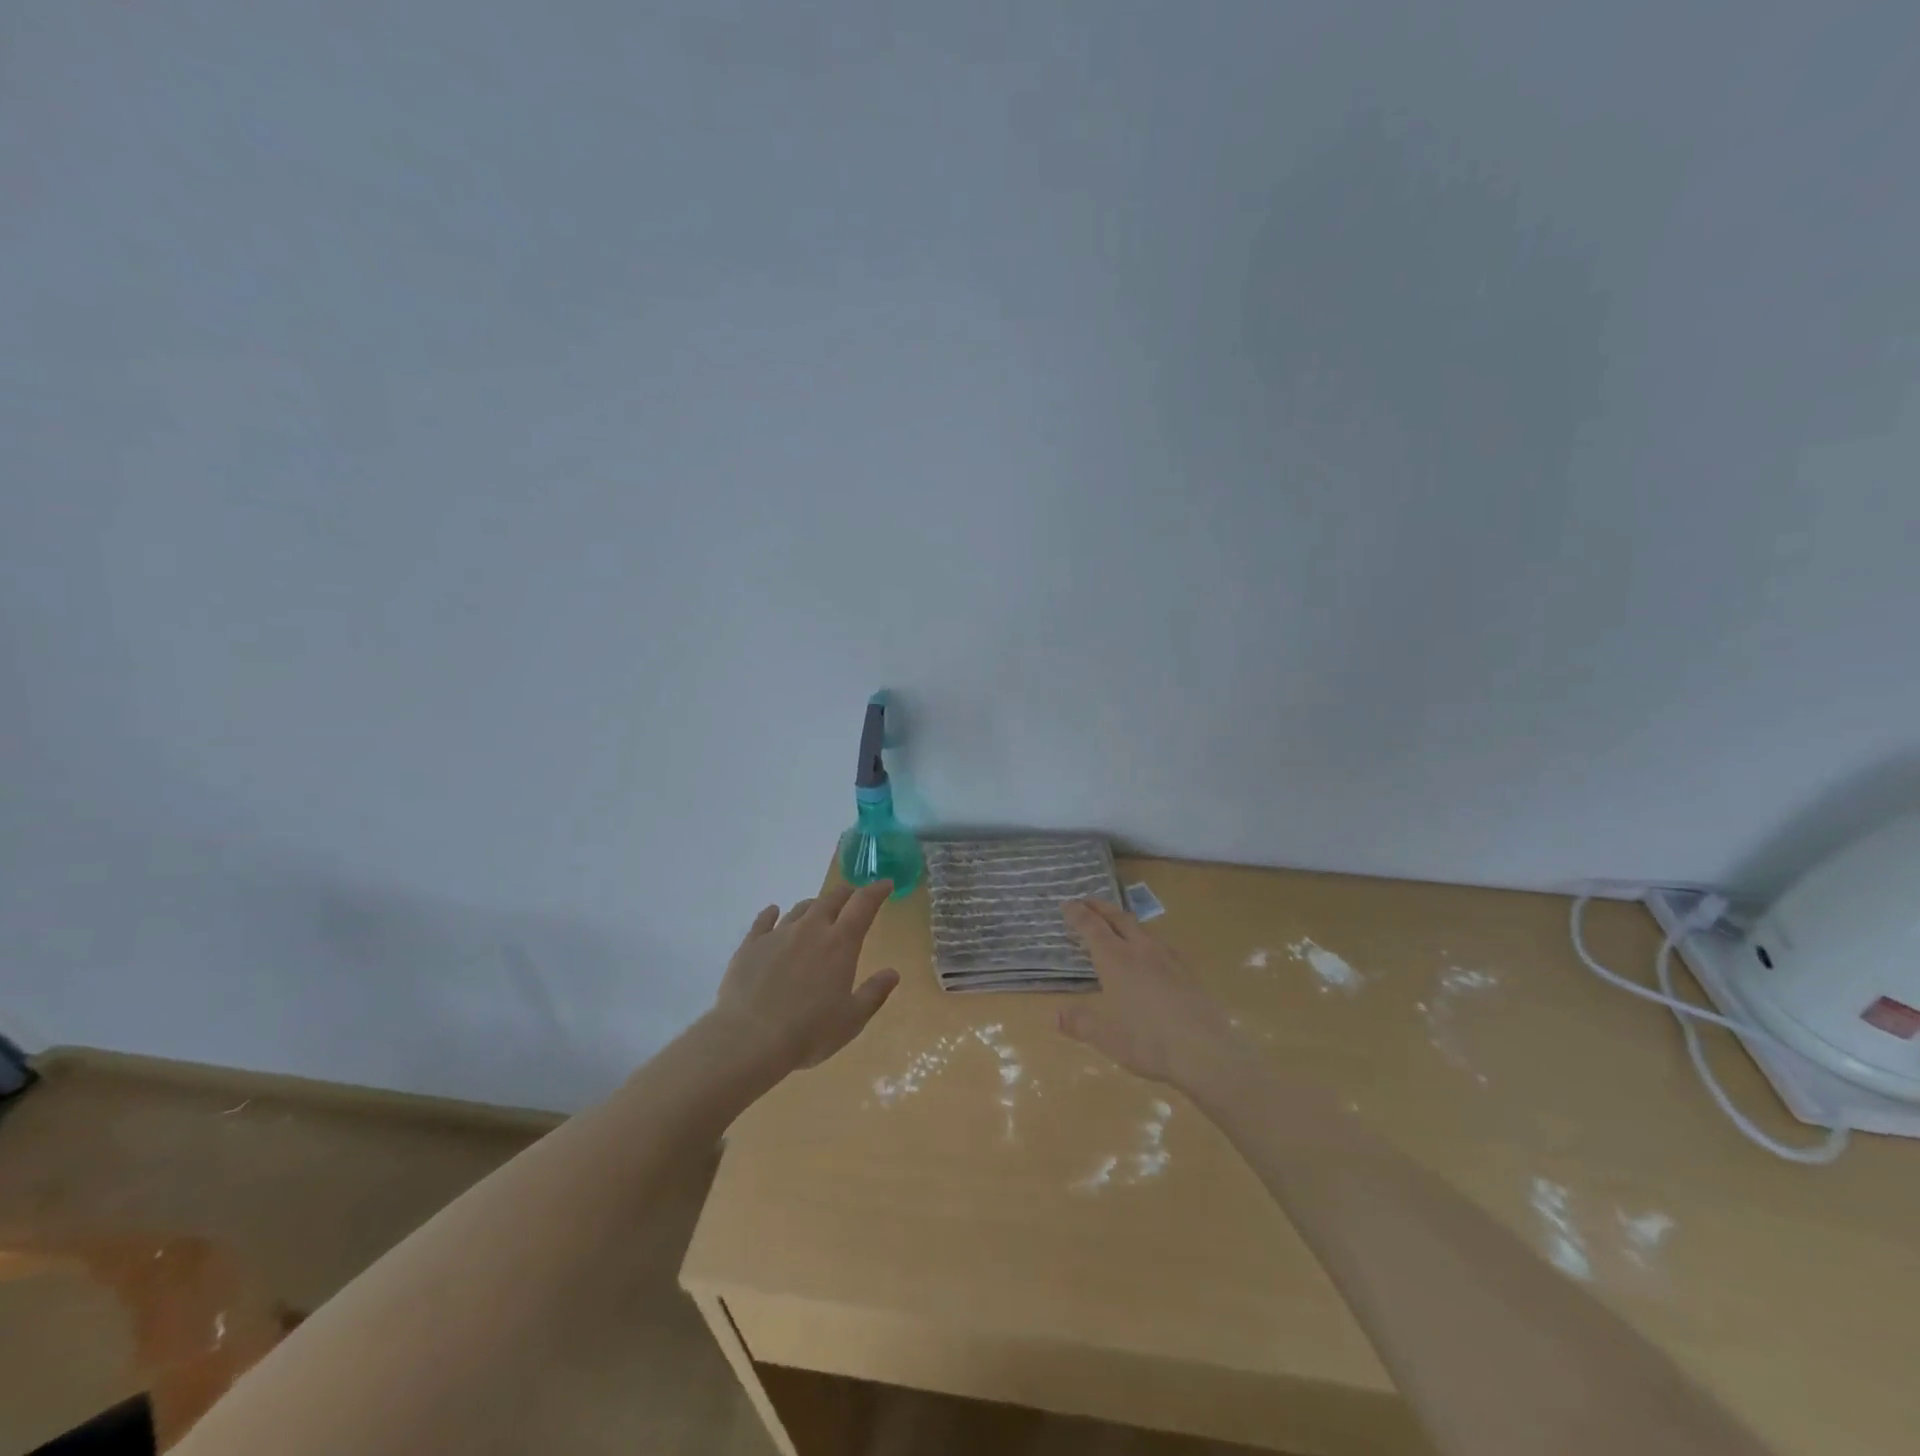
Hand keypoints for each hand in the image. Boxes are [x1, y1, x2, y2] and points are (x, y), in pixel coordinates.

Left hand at [711, 881, 900, 1074]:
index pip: (863, 905)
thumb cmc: (808, 1032)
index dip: (876, 891)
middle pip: (831, 899)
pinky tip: (773, 912)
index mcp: (840, 943)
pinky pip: (763, 921)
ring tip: (818, 910)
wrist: (748, 1040)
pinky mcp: (750, 945)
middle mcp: (810, 929)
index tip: (885, 884)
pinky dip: (772, 913)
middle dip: (846, 894)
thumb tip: (893, 973)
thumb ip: (874, 993)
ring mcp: (778, 934)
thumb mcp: (852, 1020)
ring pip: (801, 908)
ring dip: (814, 905)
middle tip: (853, 897)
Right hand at [1056, 898, 1240, 1088]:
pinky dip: (1148, 941)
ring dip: (1126, 921)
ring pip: (1143, 929)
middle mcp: (1141, 950)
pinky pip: (1163, 945)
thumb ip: (1079, 1023)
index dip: (1078, 914)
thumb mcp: (1104, 1036)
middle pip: (1119, 918)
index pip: (1092, 927)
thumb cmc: (1147, 1041)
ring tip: (1118, 925)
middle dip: (1101, 908)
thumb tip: (1054, 1016)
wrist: (1204, 1051)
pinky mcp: (1189, 971)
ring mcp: (1169, 958)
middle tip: (1087, 903)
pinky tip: (1153, 954)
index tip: (1066, 903)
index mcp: (1116, 959)